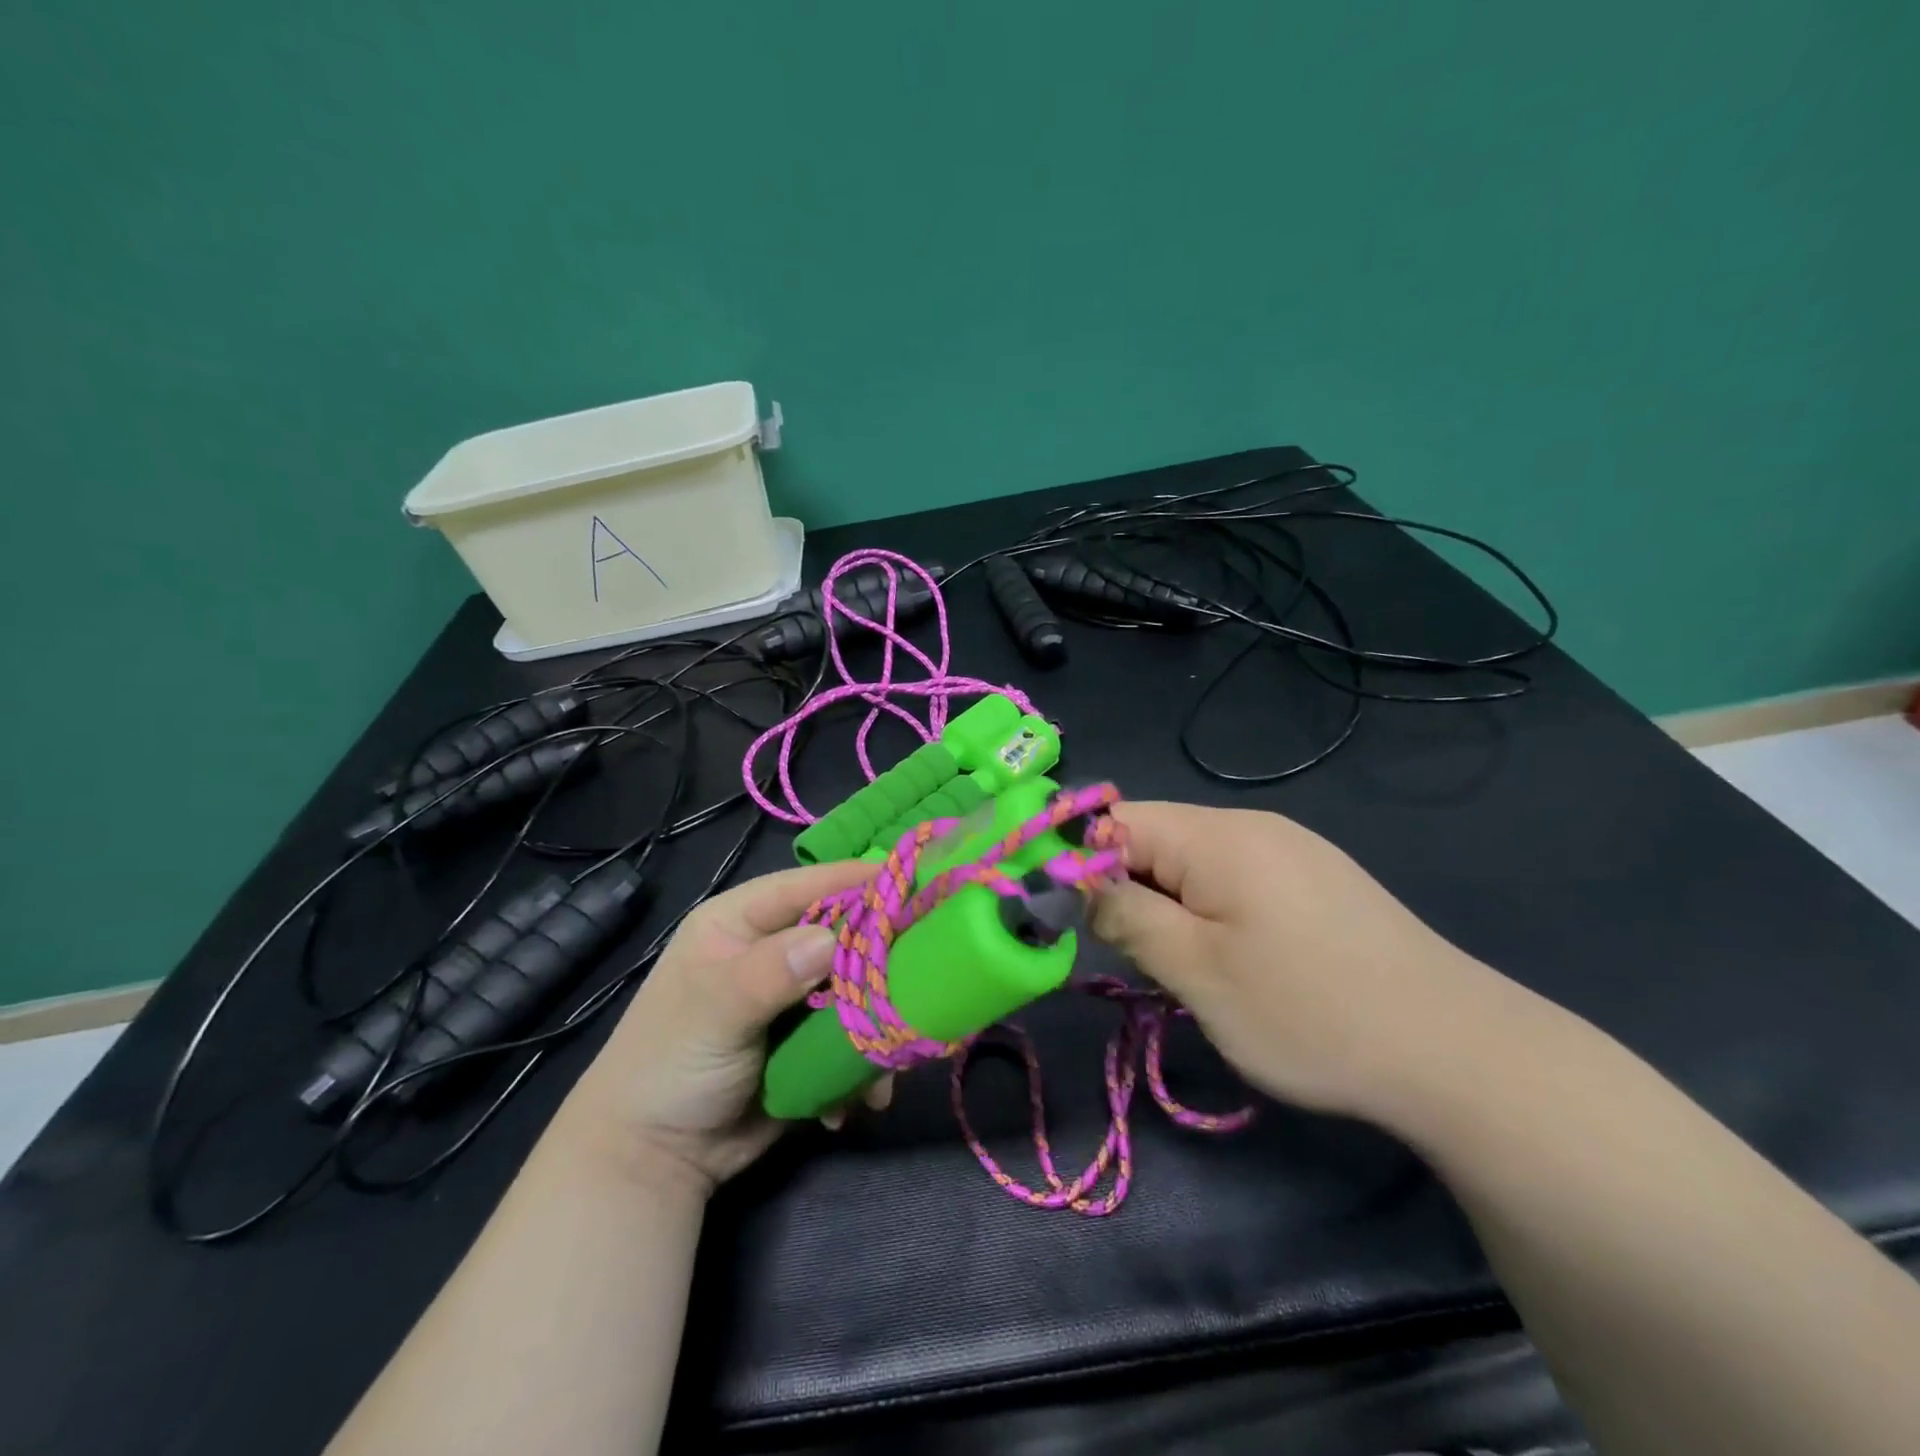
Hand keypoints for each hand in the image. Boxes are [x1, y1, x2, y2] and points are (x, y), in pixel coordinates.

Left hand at [555, 858, 885, 1196]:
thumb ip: (768, 974)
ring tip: (888, 1062)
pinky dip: (864, 1066)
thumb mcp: (711, 1012)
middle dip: (879, 962)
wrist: (651, 1161)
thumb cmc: (667, 1067)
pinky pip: (854, 1037)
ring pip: (858, 988)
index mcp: (743, 920)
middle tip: (919, 980)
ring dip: (877, 1023)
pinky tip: (861, 1100)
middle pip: (844, 935)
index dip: (858, 883)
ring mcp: (796, 996)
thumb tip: (832, 941)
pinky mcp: (811, 1041)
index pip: (809, 886)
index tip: (913, 886)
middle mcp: (775, 949)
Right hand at [1090, 800, 1512, 1124]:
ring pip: (1194, 866)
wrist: (1457, 1052)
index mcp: (1218, 835)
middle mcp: (1253, 827)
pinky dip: (1215, 915)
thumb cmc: (1309, 1012)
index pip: (1117, 820)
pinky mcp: (1317, 881)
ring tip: (1194, 972)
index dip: (1084, 864)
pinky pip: (1236, 881)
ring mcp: (1292, 851)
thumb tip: (1080, 882)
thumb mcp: (1196, 971)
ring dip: (1173, 910)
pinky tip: (1244, 965)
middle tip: (1147, 962)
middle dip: (1132, 894)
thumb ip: (1126, 916)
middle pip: (1156, 841)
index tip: (1080, 924)